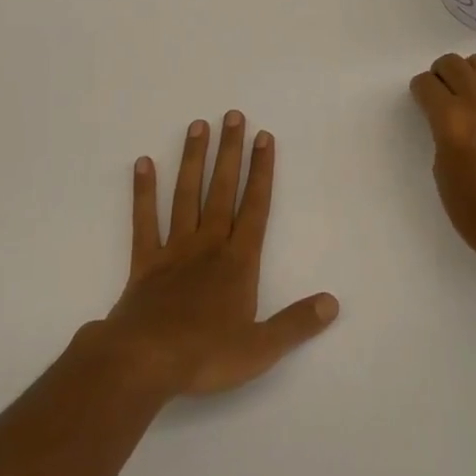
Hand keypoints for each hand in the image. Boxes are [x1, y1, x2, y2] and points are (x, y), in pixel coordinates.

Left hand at [101, 112, 338, 397]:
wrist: (145, 361)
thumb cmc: (206, 355)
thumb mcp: (261, 348)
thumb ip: (297, 323)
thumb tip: (333, 302)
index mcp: (238, 262)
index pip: (255, 207)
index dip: (262, 171)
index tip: (263, 137)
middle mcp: (208, 244)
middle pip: (222, 190)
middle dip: (230, 152)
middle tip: (233, 115)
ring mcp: (174, 249)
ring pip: (186, 195)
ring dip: (193, 160)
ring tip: (197, 125)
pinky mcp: (144, 261)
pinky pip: (144, 220)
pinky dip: (143, 192)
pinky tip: (143, 163)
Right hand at [410, 53, 475, 272]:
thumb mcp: (442, 172)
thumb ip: (442, 135)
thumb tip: (447, 120)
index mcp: (452, 120)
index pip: (427, 84)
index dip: (419, 91)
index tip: (421, 101)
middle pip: (453, 63)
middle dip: (440, 75)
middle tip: (440, 95)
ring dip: (467, 73)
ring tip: (466, 97)